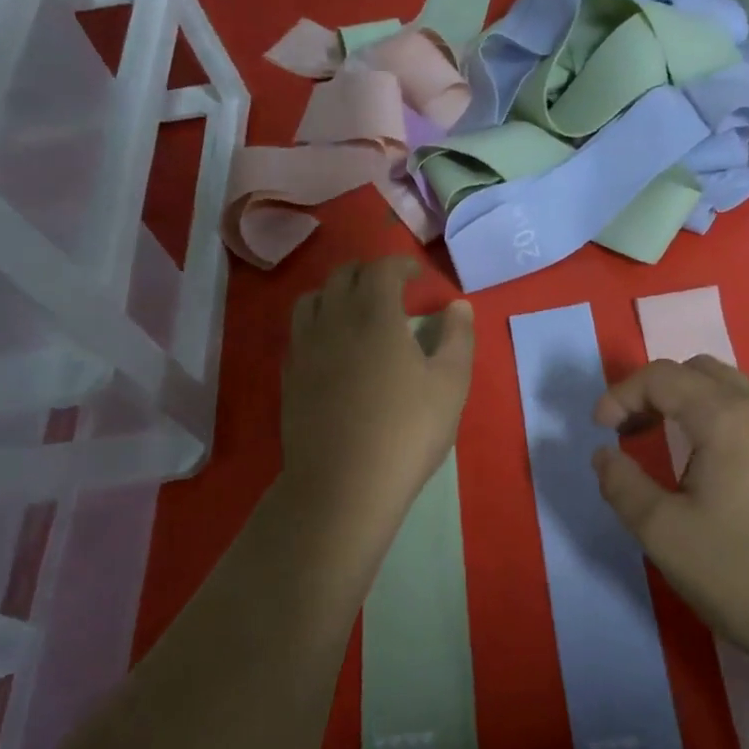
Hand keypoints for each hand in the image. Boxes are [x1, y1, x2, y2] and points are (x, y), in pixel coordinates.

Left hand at [283, 257, 473, 521]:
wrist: (344, 484)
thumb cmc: (407, 431)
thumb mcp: (451, 384)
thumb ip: (458, 338)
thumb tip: (458, 305)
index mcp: (374, 315)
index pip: (381, 268)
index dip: (401, 264)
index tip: (417, 274)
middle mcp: (333, 320)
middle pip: (342, 276)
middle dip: (368, 272)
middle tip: (391, 286)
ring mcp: (304, 349)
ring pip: (311, 299)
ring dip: (336, 292)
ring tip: (355, 309)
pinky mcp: (290, 377)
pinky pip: (299, 332)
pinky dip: (318, 323)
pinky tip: (333, 346)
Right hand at [591, 357, 748, 673]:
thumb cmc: (747, 577)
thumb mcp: (665, 536)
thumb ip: (622, 486)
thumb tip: (604, 455)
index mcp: (730, 419)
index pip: (664, 376)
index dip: (622, 395)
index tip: (600, 430)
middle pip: (702, 372)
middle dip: (657, 393)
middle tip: (632, 433)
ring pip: (737, 393)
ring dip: (694, 407)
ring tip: (675, 453)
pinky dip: (728, 425)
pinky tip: (724, 474)